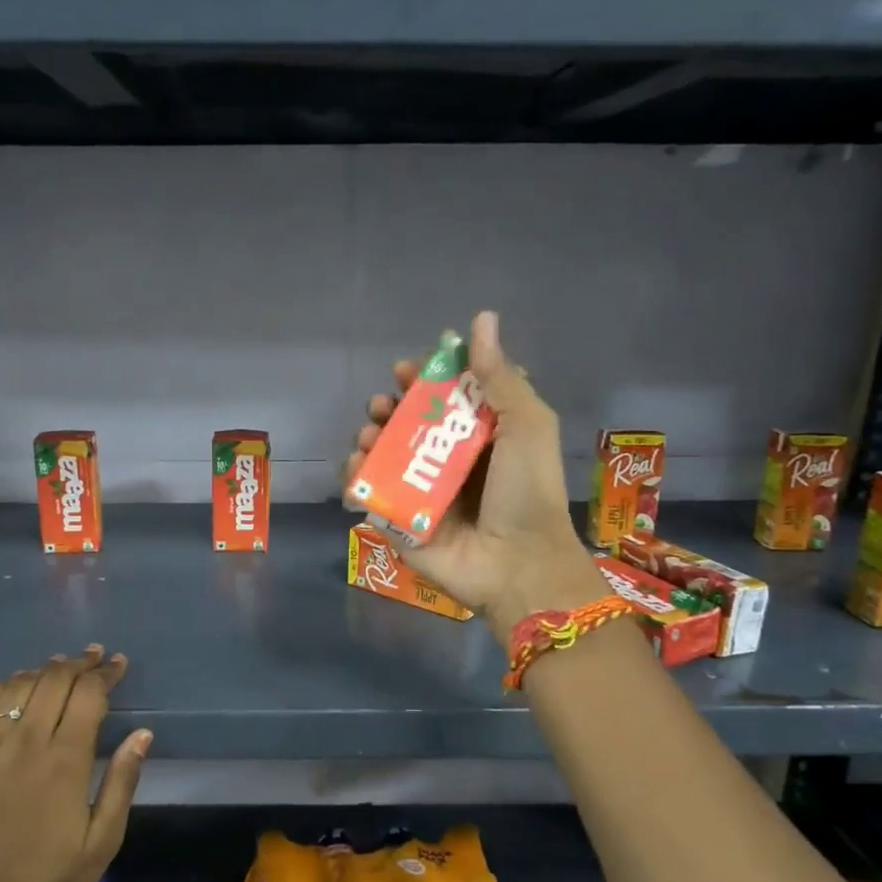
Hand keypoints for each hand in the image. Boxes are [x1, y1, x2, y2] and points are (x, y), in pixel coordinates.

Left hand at [0, 645, 151, 881]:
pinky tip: (17, 686)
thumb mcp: (102, 840)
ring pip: (19, 686)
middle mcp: (26, 742)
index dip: (106, 673)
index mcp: (65, 760)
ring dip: (44, 670)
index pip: (89, 694)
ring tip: (61, 666)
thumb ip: (122, 782)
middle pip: (55, 680)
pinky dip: (4, 686)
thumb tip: (142, 734)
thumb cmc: (50, 879)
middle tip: (95, 657)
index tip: (118, 664)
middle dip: (79, 663)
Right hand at [347, 311, 606, 635]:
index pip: (444, 399)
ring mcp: (421, 492)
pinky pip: (370, 492)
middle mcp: (448, 462)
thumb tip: (480, 318)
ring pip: (384, 454)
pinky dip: (355, 475)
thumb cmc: (526, 491)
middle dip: (390, 407)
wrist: (517, 563)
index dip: (425, 379)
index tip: (410, 368)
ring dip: (369, 436)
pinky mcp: (400, 521)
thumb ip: (499, 376)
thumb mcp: (525, 425)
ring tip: (369, 434)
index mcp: (479, 437)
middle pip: (408, 424)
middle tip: (384, 403)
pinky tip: (356, 464)